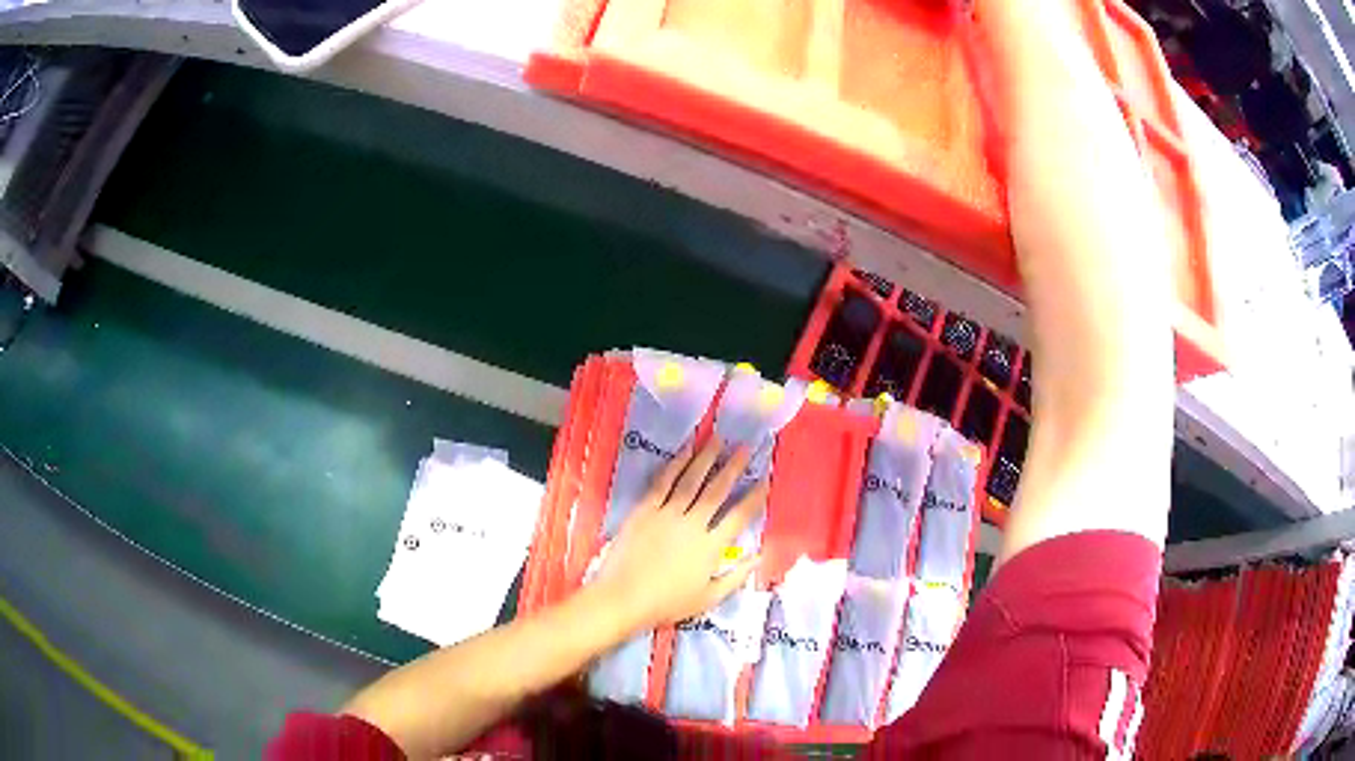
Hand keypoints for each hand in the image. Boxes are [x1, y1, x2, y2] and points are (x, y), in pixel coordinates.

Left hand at [590, 438, 766, 634]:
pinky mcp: (645, 510)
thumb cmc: (667, 604)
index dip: (753, 497)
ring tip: (719, 440)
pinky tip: (685, 450)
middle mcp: (693, 524)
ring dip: (707, 458)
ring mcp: (667, 514)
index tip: (764, 480)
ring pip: (691, 480)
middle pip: (717, 490)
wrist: (624, 598)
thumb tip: (759, 556)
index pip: (738, 517)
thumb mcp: (708, 598)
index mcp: (711, 547)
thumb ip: (736, 576)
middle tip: (746, 447)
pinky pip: (663, 482)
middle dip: (733, 467)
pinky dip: (676, 464)